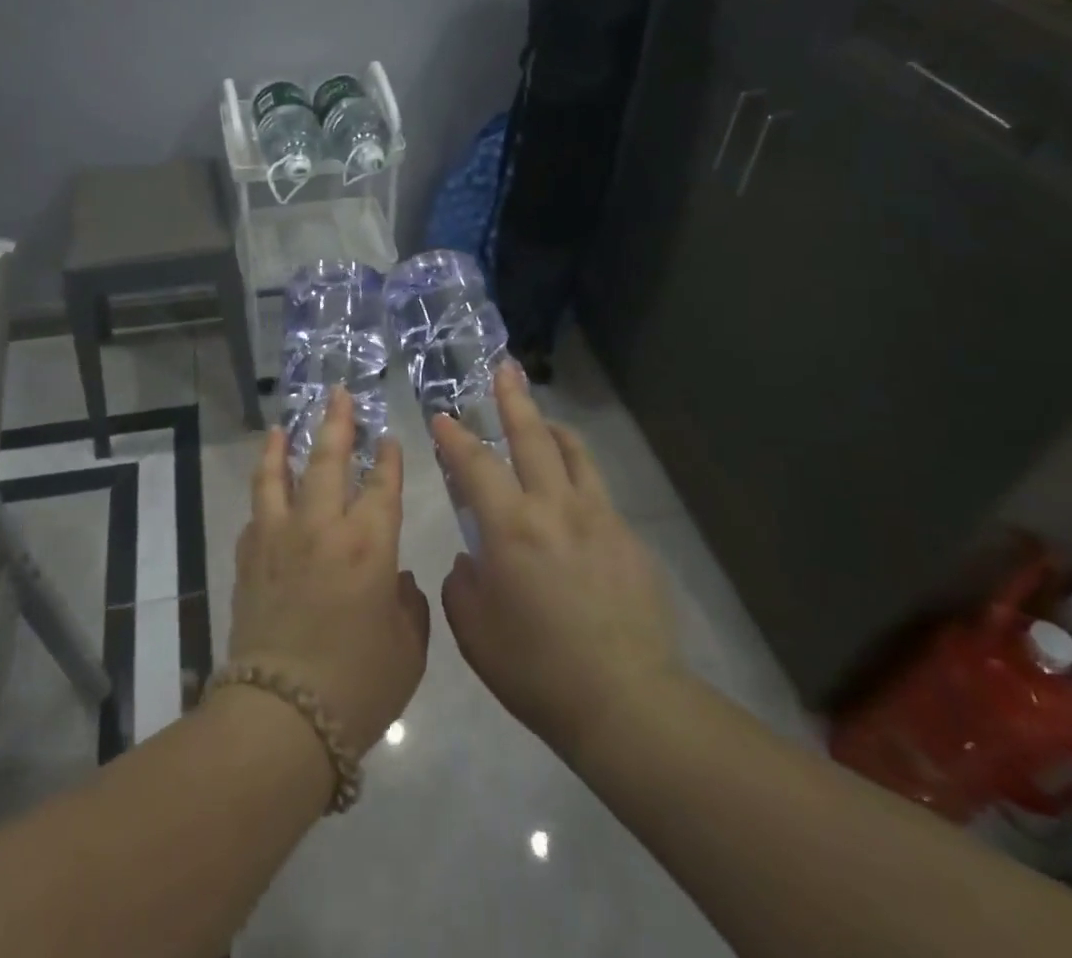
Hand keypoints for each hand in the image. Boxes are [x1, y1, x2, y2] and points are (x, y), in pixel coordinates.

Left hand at [228, 388, 431, 755]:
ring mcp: (279, 538)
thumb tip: (393, 577)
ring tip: (281, 425)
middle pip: (327, 460)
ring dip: (281, 445)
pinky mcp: (249, 558)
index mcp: (369, 544)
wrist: (281, 717)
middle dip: (336, 423)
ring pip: (277, 475)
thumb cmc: (357, 685)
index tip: (387, 437)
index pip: (381, 485)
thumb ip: (408, 603)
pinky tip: (265, 488)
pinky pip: (256, 512)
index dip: (387, 458)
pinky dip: (262, 493)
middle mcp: (322, 527)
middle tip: (337, 394)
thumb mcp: (407, 648)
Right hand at [435, 363, 681, 762]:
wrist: (627, 703)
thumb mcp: (475, 631)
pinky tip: (571, 501)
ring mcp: (599, 518)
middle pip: (532, 437)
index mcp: (511, 527)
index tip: (442, 416)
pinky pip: (598, 492)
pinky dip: (577, 477)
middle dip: (513, 399)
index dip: (455, 436)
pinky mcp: (628, 539)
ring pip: (575, 453)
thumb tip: (472, 559)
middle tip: (505, 368)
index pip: (476, 465)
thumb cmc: (537, 670)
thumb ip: (463, 584)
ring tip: (541, 419)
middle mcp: (556, 507)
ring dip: (552, 428)